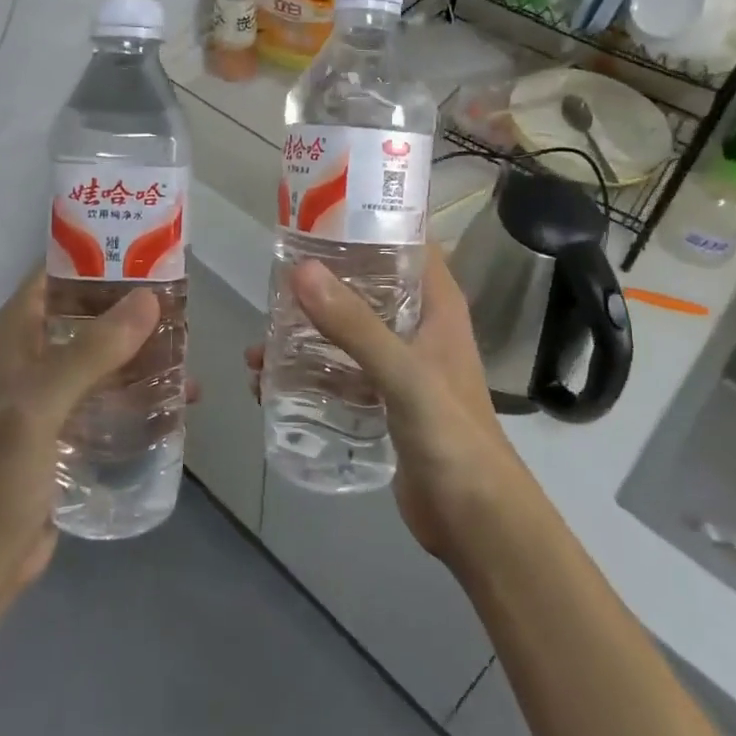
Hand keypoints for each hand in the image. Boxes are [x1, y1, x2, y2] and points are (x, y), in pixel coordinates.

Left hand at [0, 270, 176, 595]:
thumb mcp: (42, 403)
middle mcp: (36, 353)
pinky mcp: (72, 429)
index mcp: (18, 332)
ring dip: (146, 349)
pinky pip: (114, 394)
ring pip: (107, 352)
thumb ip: (93, 351)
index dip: (100, 253)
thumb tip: (150, 299)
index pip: (58, 271)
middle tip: (185, 301)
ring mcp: (55, 393)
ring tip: (192, 348)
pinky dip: (143, 390)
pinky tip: (180, 398)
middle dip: (135, 305)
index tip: (151, 248)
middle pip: (91, 310)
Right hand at [246, 250, 525, 564]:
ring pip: (348, 333)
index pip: (406, 243)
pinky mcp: (384, 401)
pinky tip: (271, 386)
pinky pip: (341, 374)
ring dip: (307, 335)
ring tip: (258, 345)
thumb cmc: (451, 434)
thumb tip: (300, 270)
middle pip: (367, 287)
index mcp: (437, 305)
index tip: (318, 213)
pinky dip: (310, 375)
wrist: (477, 522)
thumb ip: (354, 325)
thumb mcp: (402, 373)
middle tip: (273, 279)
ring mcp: (401, 366)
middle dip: (322, 283)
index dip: (368, 222)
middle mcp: (419, 327)